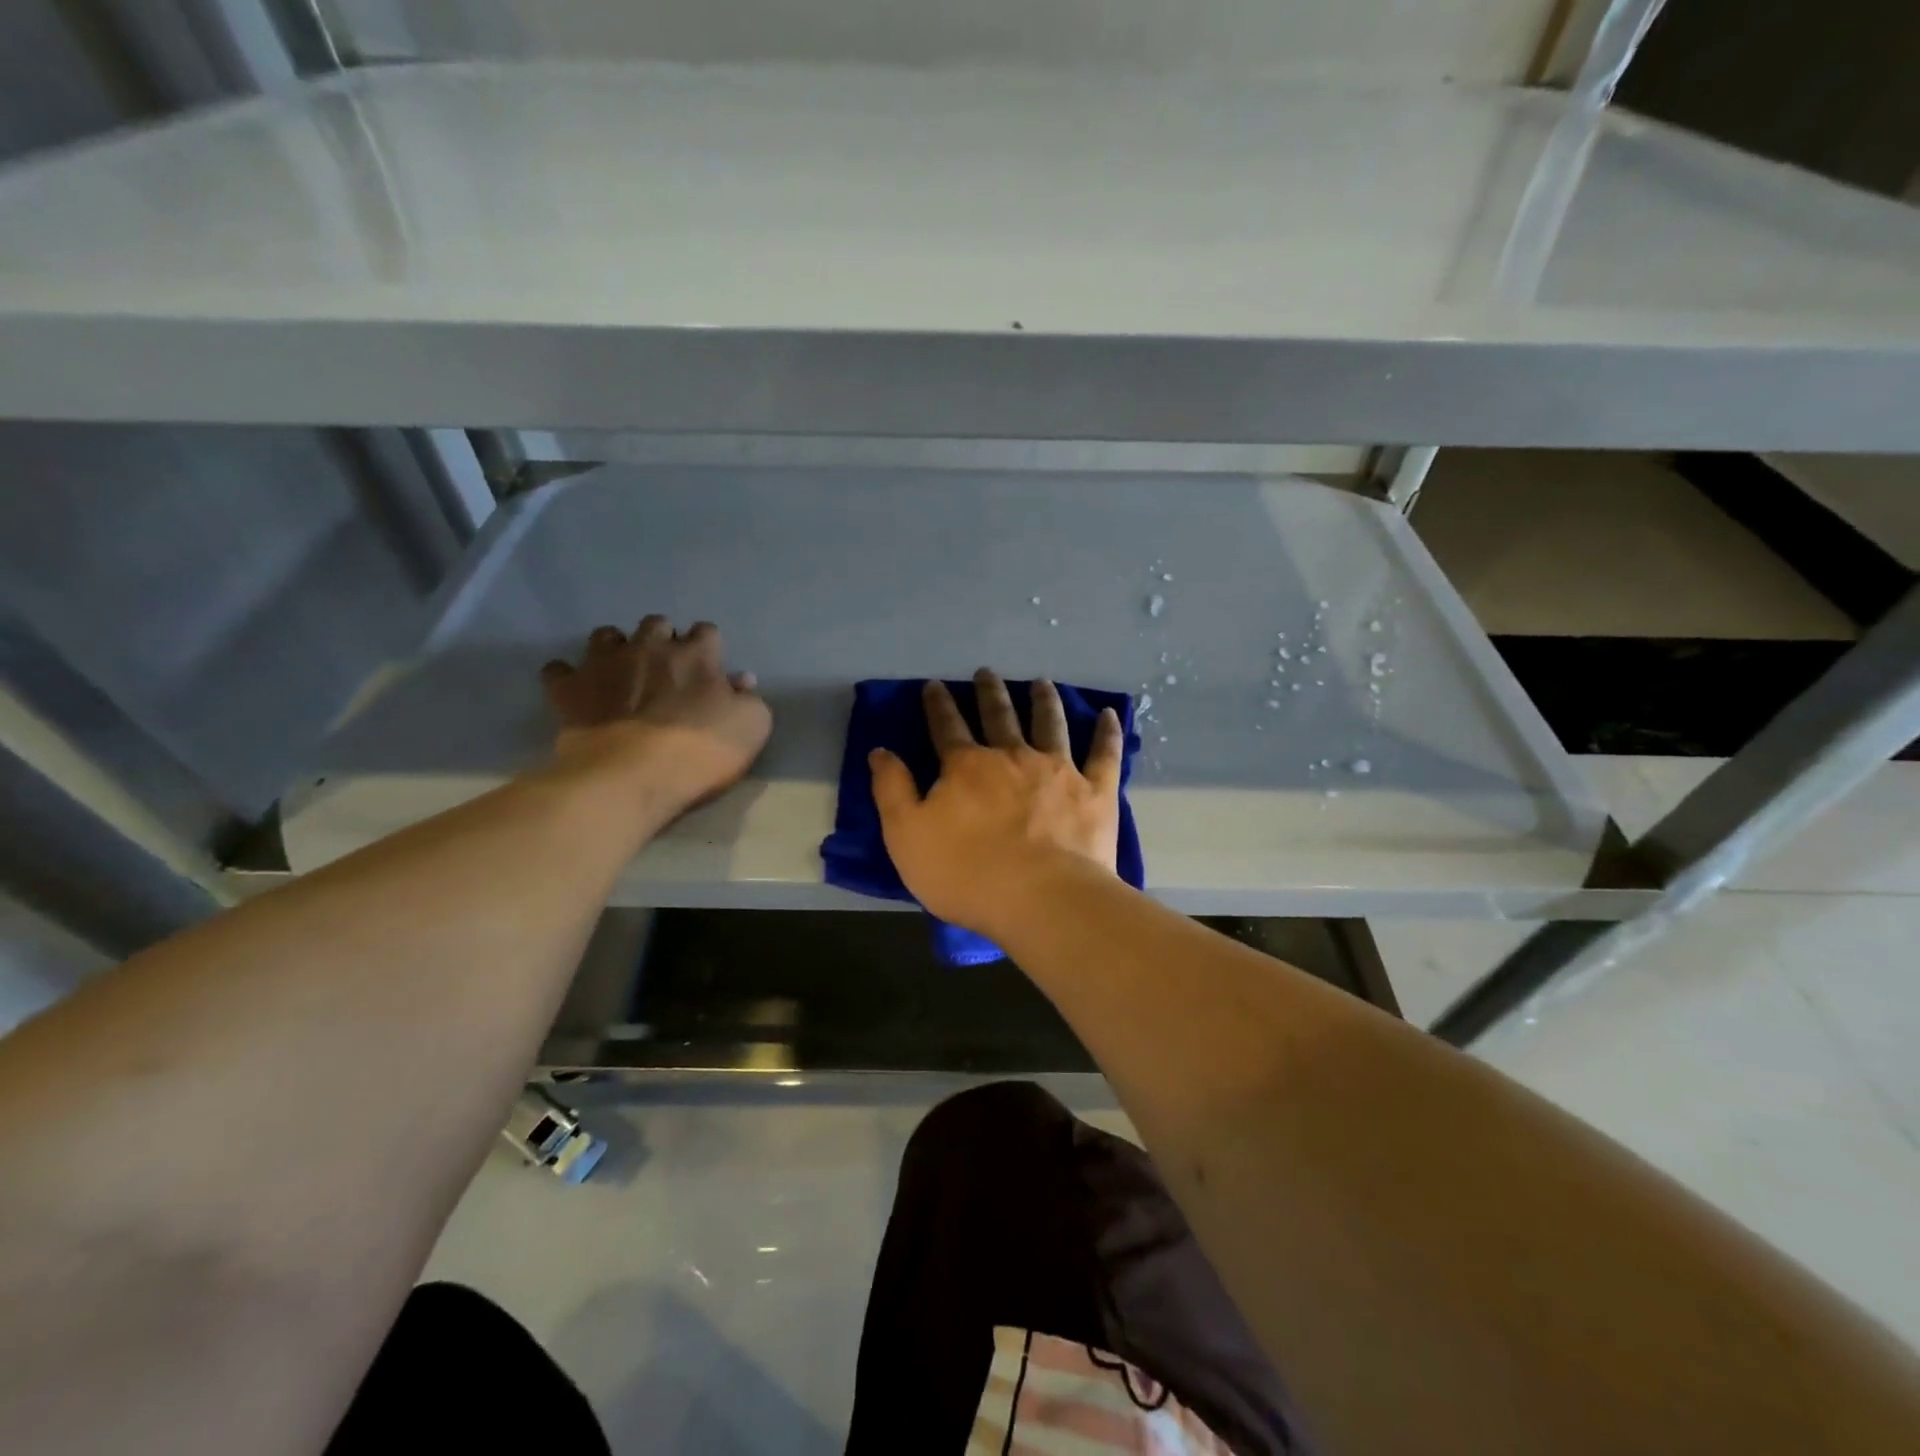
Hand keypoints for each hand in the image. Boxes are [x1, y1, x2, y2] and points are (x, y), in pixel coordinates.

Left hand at [541, 617, 770, 818]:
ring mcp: (605, 664)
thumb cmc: (701, 751)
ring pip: (606, 635)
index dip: (709, 647)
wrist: (633, 776)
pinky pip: (558, 670)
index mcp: (697, 655)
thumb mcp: (752, 727)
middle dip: (662, 639)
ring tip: (621, 670)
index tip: (710, 668)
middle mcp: (650, 648)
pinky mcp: (570, 690)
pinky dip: (568, 676)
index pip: (707, 632)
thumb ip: (750, 699)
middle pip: (656, 624)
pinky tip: (576, 690)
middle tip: (666, 669)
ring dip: (615, 647)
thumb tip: (740, 681)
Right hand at [870, 669, 1123, 935]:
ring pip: (1050, 723)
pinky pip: (1103, 753)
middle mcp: (1013, 756)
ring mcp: (1058, 769)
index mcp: (967, 767)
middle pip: (999, 715)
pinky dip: (1107, 732)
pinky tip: (1110, 714)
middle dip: (989, 692)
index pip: (947, 727)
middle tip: (987, 672)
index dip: (938, 705)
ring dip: (1044, 700)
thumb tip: (880, 751)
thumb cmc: (967, 873)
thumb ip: (892, 790)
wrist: (1042, 899)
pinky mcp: (1095, 790)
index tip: (934, 685)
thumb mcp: (907, 837)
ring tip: (1042, 683)